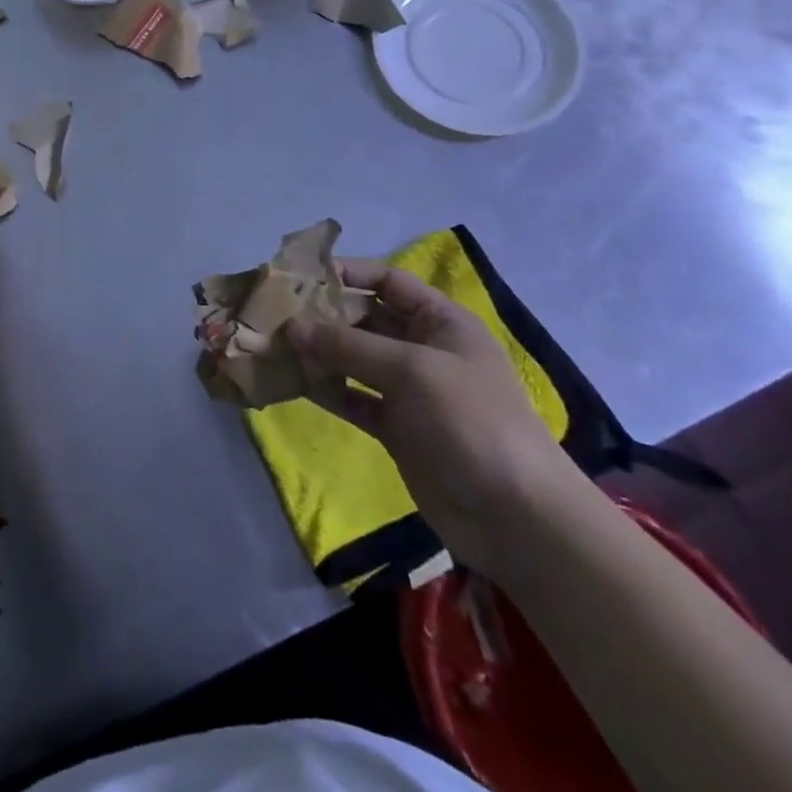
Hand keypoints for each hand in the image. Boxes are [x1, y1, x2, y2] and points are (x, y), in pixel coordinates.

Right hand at [289, 260, 582, 574]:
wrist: (517, 518)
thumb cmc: (471, 421)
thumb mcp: (411, 370)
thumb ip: (348, 345)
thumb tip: (290, 325)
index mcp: (440, 321)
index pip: (387, 281)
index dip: (347, 273)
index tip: (300, 275)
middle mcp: (423, 348)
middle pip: (364, 319)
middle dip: (322, 316)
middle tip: (274, 315)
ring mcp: (409, 390)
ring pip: (354, 359)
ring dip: (318, 354)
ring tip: (275, 348)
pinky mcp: (397, 427)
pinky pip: (354, 398)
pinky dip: (328, 390)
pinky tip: (295, 384)